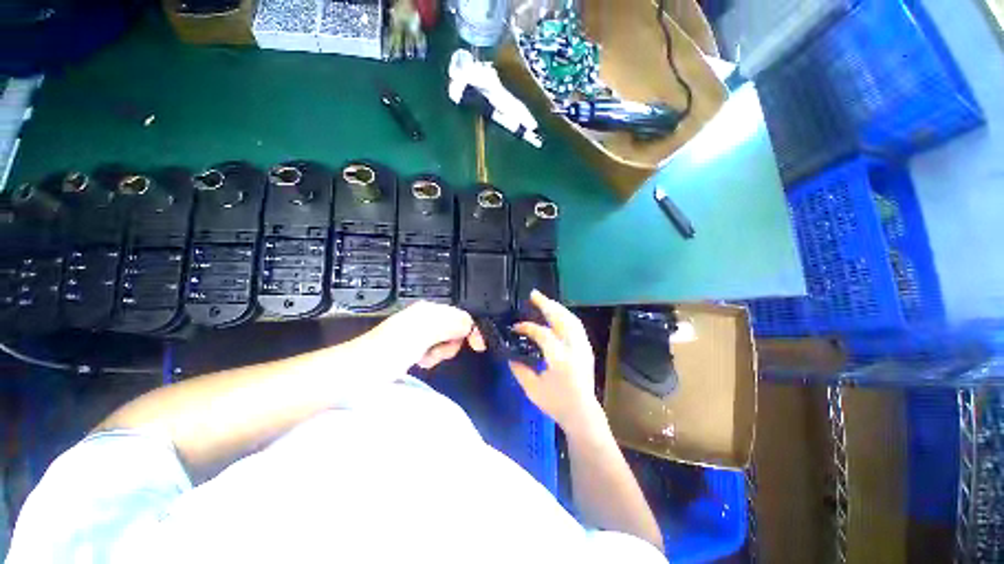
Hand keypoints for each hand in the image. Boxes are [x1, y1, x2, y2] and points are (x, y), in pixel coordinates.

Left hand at [364, 301, 485, 371]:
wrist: (357, 371)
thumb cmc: (390, 352)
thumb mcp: (424, 335)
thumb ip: (450, 325)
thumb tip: (470, 325)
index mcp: (429, 310)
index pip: (462, 315)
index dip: (472, 330)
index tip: (478, 348)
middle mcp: (426, 316)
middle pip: (455, 328)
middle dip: (452, 343)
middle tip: (437, 354)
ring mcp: (419, 330)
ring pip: (446, 340)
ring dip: (442, 352)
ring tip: (426, 359)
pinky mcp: (413, 344)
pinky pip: (434, 348)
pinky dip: (433, 356)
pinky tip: (421, 361)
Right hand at [510, 290, 604, 435]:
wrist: (583, 413)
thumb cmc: (557, 404)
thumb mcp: (533, 389)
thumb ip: (520, 370)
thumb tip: (510, 355)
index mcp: (560, 360)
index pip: (543, 334)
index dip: (528, 328)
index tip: (516, 327)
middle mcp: (575, 349)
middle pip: (561, 319)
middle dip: (546, 305)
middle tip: (533, 294)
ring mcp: (583, 347)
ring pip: (571, 319)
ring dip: (556, 308)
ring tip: (544, 301)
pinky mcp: (587, 348)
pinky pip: (576, 325)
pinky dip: (565, 316)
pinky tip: (557, 314)